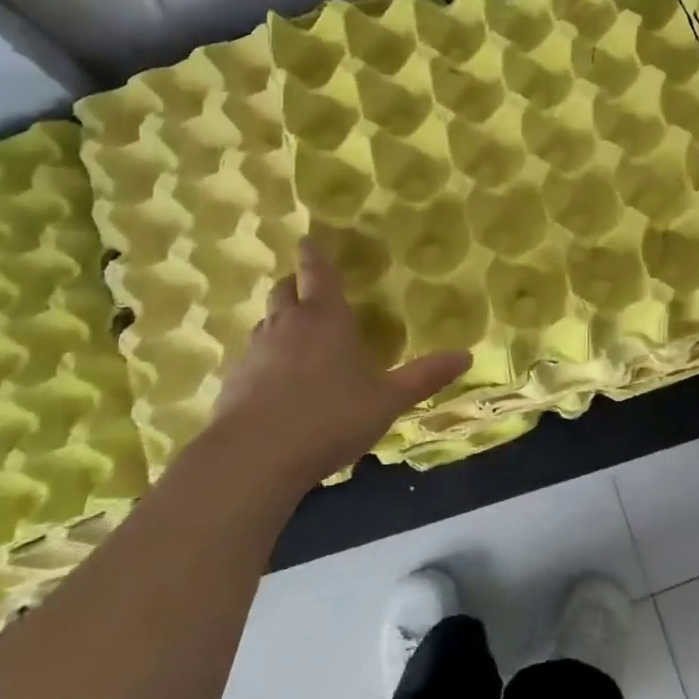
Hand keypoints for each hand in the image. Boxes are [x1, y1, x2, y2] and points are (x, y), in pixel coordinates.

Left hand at [203, 238, 469, 490]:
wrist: (254, 458)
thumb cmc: (330, 417)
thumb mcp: (388, 400)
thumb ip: (424, 377)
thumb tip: (466, 355)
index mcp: (326, 318)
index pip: (317, 272)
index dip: (314, 254)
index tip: (308, 240)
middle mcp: (287, 325)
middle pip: (283, 290)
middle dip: (294, 284)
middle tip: (306, 288)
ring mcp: (255, 352)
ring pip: (265, 322)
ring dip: (279, 321)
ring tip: (295, 337)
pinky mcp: (232, 381)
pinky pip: (250, 357)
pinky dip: (263, 359)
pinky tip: (273, 383)